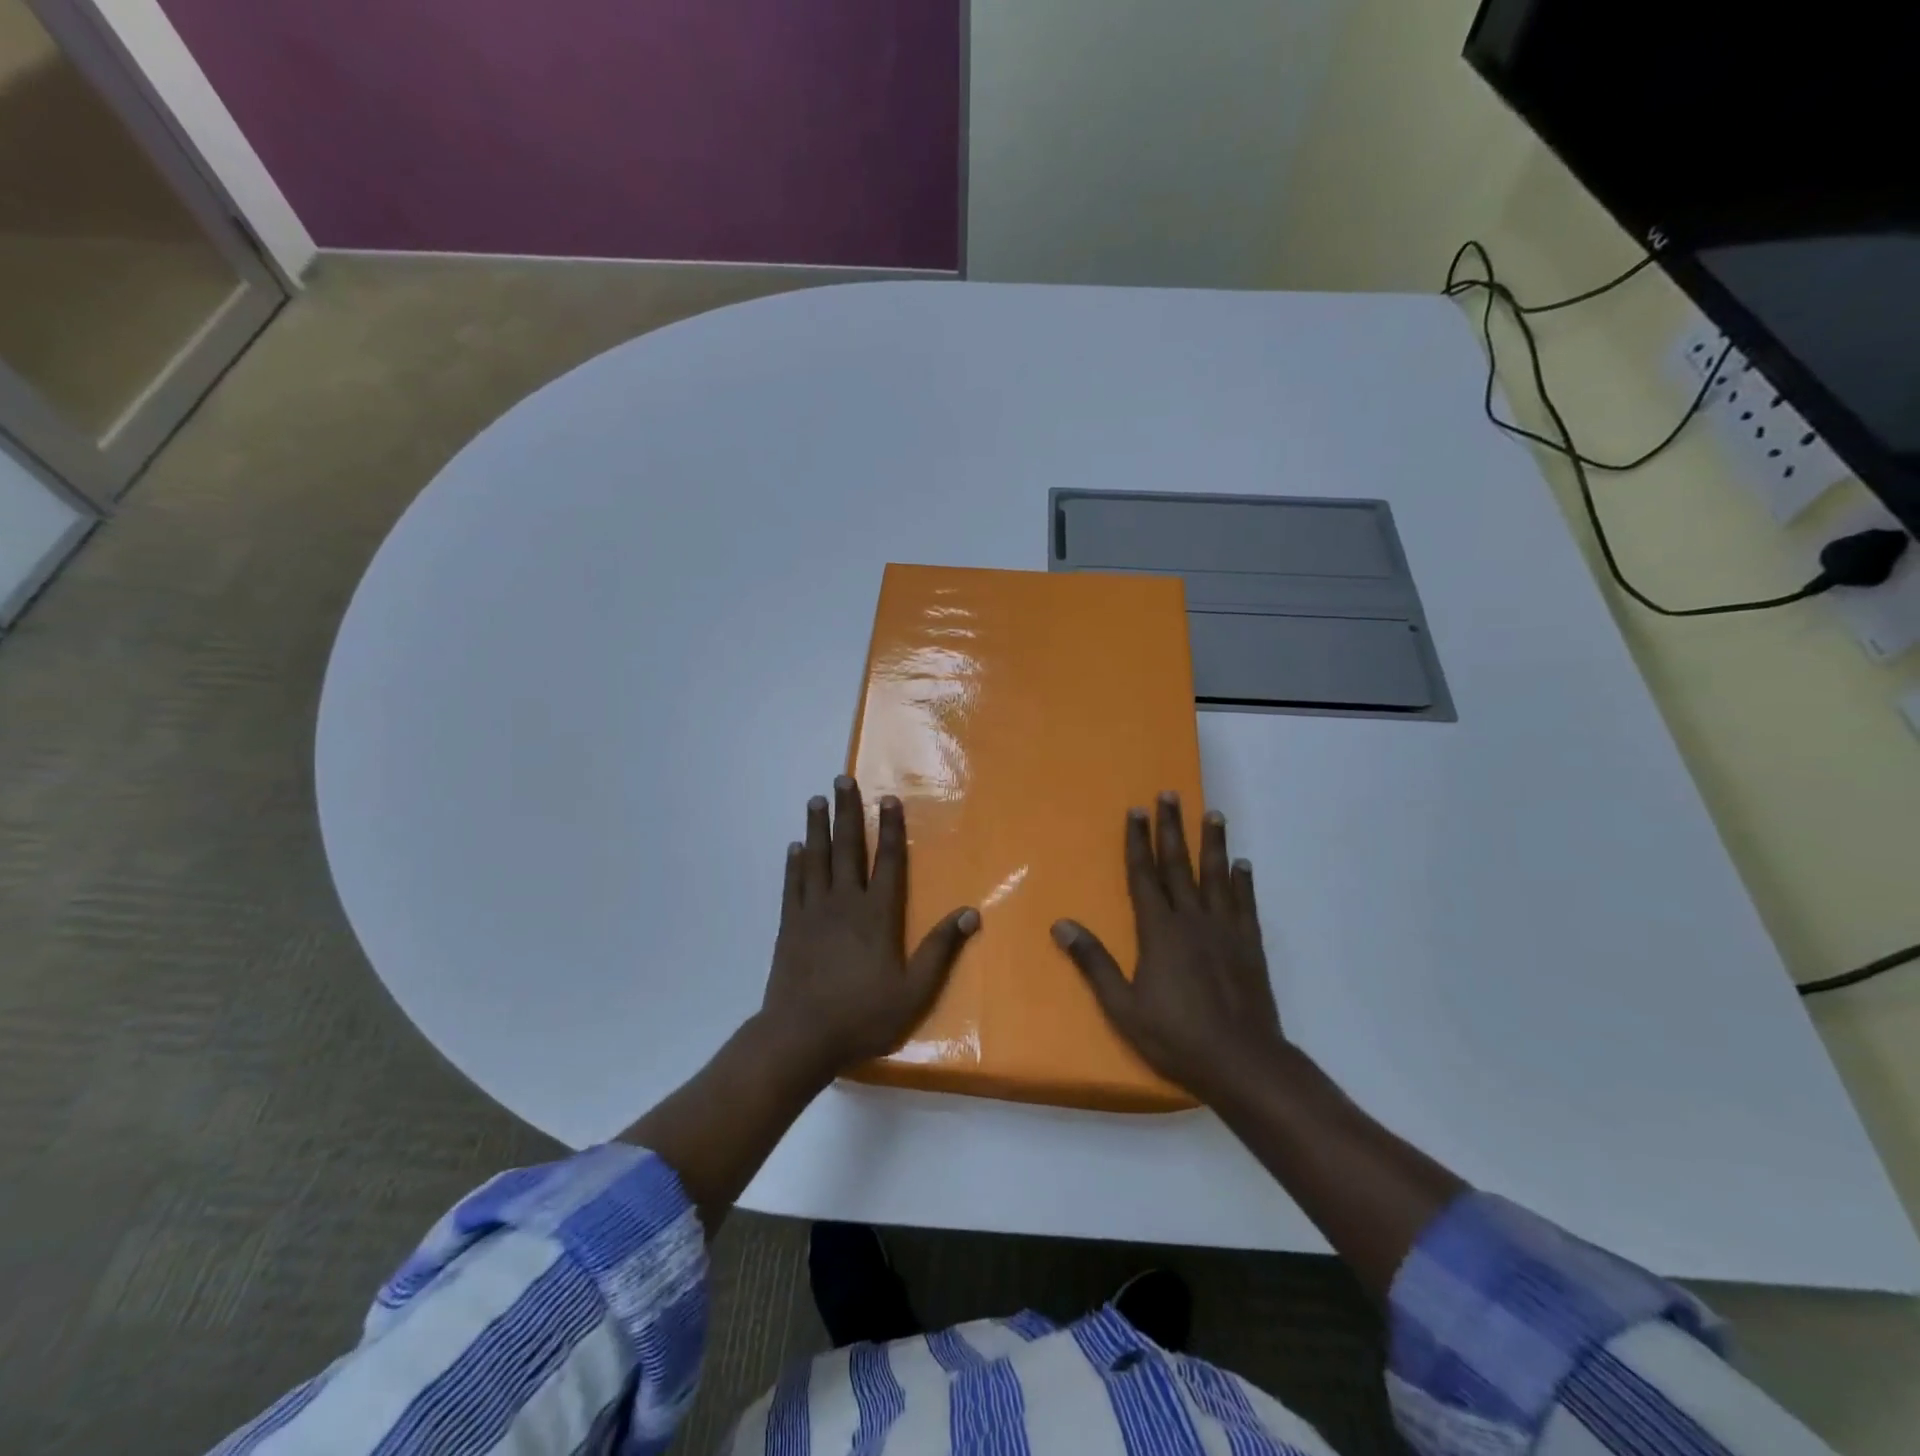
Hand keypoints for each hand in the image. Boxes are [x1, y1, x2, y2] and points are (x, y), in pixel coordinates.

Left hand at [761, 776, 978, 1077]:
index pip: (887, 862)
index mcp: (877, 915)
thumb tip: (970, 913)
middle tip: (842, 780)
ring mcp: (812, 912)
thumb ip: (940, 950)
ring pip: (817, 859)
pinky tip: (795, 847)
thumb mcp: (914, 992)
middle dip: (847, 812)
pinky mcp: (789, 926)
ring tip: (817, 799)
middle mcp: (844, 903)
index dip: (890, 829)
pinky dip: (794, 864)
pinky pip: (792, 885)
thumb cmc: (862, 1016)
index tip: (888, 799)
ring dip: (817, 827)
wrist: (800, 1037)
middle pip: (847, 849)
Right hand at [1051, 792, 1284, 1105]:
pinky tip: (1243, 864)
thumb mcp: (1122, 1006)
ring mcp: (1225, 930)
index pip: (1144, 876)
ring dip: (1213, 843)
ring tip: (1212, 813)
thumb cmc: (1175, 1036)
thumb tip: (1061, 925)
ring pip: (1217, 875)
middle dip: (1172, 828)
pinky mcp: (1250, 945)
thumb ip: (1093, 962)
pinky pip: (1246, 903)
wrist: (1242, 1061)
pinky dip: (1244, 881)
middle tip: (1170, 795)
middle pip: (1179, 865)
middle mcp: (1192, 919)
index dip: (1138, 842)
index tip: (1135, 811)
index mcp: (1159, 931)